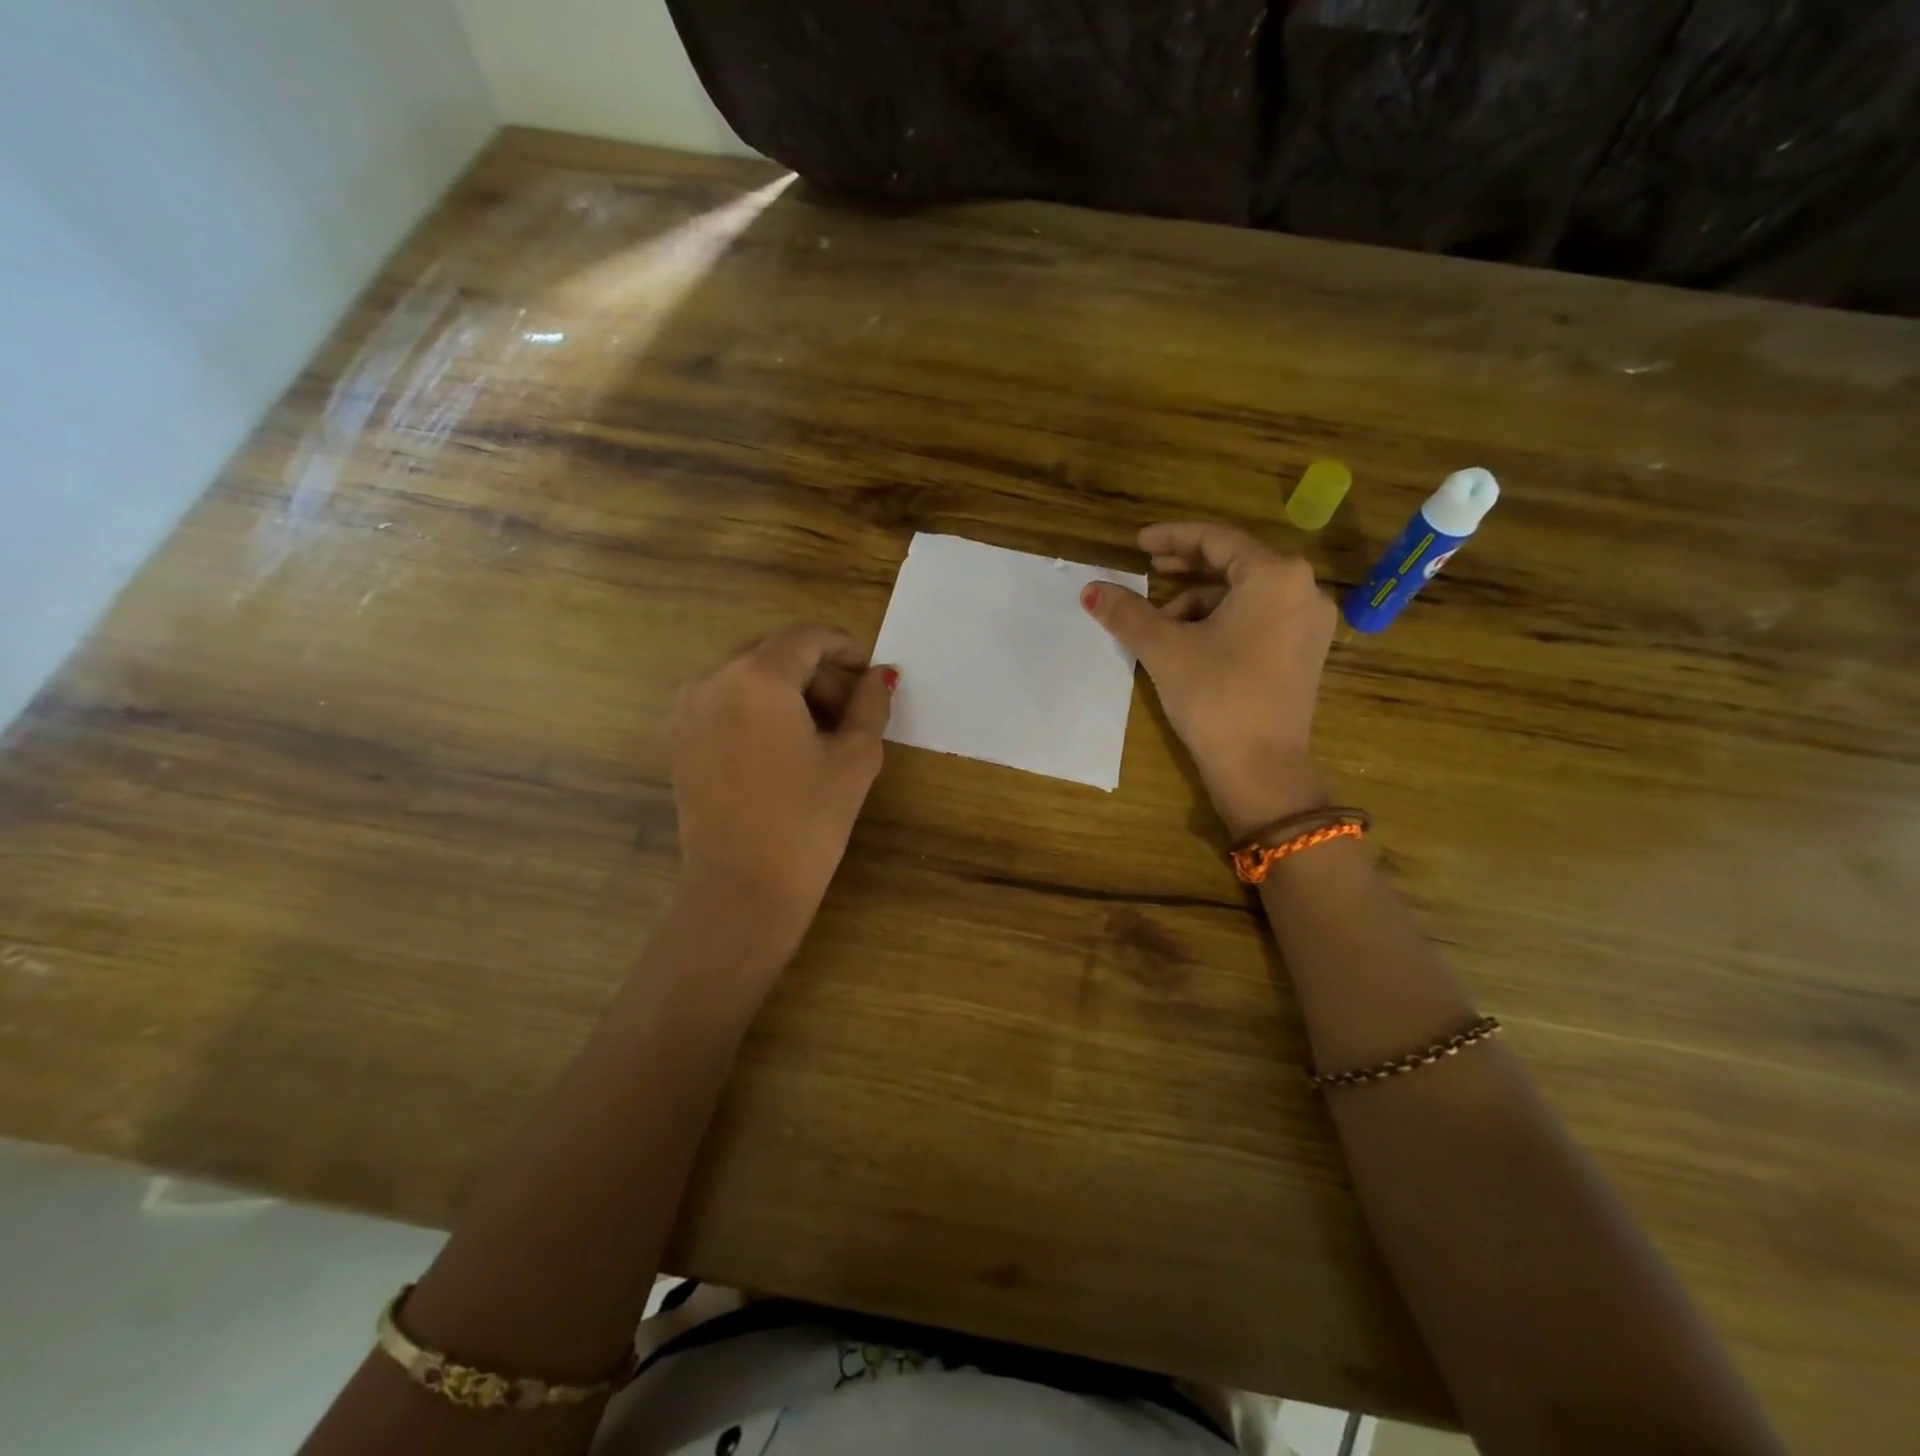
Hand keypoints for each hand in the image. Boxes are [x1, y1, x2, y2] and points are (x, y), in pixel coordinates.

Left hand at [669, 623, 895, 948]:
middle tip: (850, 710)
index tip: (869, 672)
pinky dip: (756, 709)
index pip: (807, 637)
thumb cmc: (808, 821)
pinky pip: (723, 703)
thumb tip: (880, 675)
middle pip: (774, 652)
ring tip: (818, 733)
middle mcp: (714, 680)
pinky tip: (780, 747)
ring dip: (786, 690)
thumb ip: (871, 703)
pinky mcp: (679, 741)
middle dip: (817, 672)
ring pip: (746, 677)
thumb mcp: (855, 757)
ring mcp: (688, 710)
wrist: (742, 888)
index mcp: (758, 677)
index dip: (845, 646)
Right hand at [1082, 523, 1334, 836]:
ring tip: (1161, 626)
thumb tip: (1090, 590)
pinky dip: (1222, 622)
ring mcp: (1309, 624)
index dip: (1172, 537)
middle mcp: (1303, 590)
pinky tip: (1191, 645)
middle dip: (1187, 567)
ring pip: (1244, 595)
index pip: (1216, 540)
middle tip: (1149, 569)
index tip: (1138, 544)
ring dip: (1199, 602)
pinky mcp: (1305, 653)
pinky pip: (1259, 619)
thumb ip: (1127, 612)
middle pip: (1234, 564)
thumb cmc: (1215, 696)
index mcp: (1275, 576)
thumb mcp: (1164, 649)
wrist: (1261, 768)